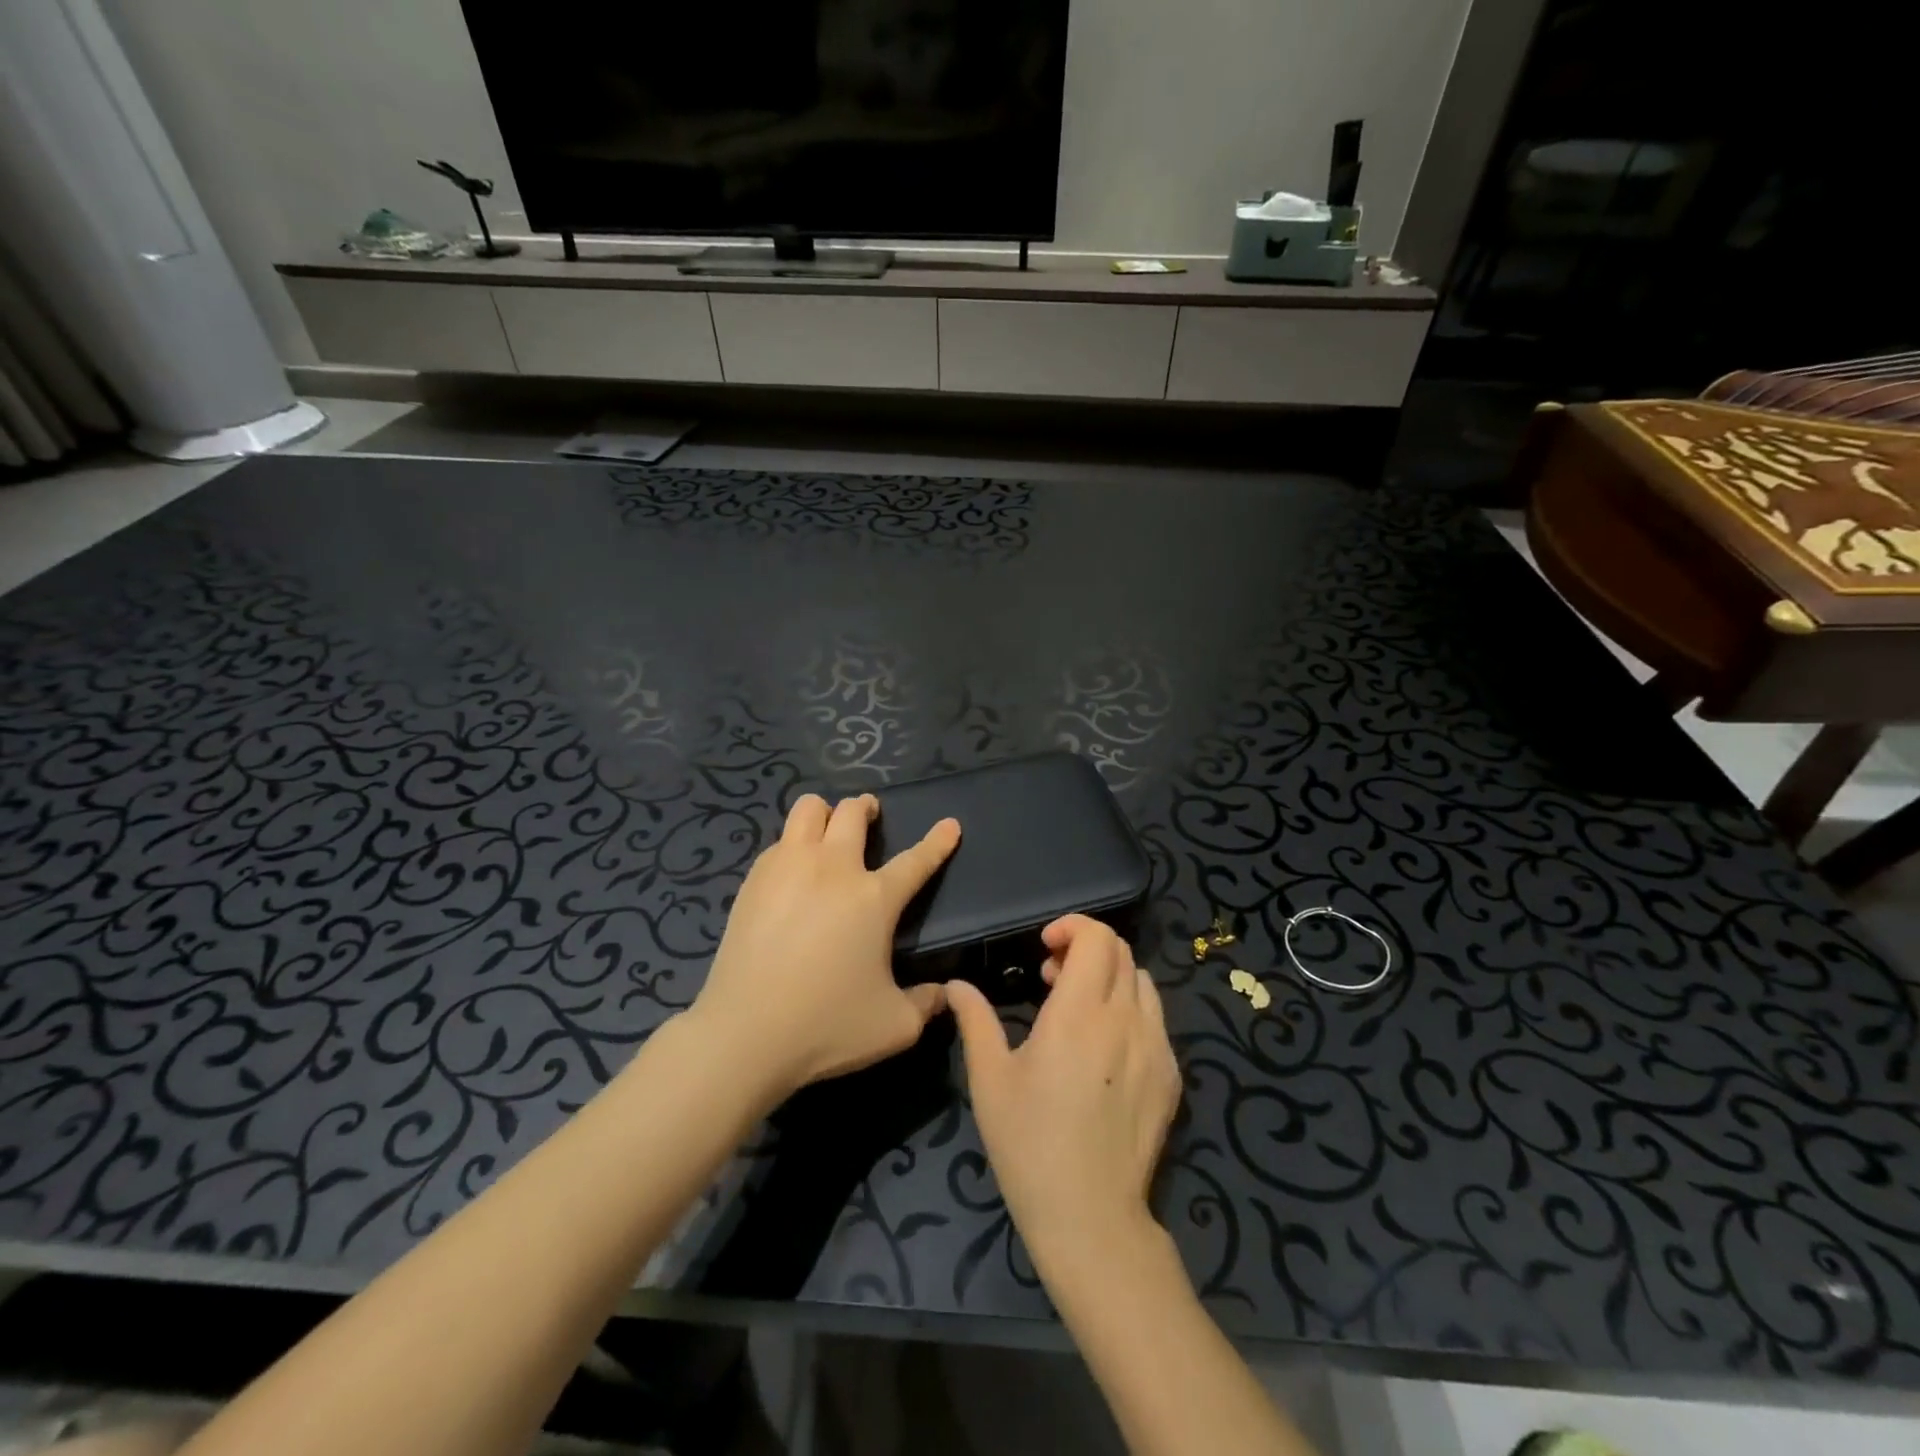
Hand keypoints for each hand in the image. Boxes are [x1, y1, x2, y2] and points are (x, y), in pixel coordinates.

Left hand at [689, 793, 959, 1102]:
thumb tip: (941, 994)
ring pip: (807, 809)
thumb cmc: (828, 1025)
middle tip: (870, 816)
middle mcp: (833, 869)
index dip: (937, 842)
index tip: (950, 825)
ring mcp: (788, 868)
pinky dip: (793, 844)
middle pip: (852, 812)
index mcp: (874, 898)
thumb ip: (925, 1004)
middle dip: (867, 807)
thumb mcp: (895, 1025)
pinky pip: (779, 841)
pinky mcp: (754, 881)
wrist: (746, 1032)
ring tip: (828, 831)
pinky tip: (792, 870)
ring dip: (824, 813)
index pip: (916, 860)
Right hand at [947, 915, 1181, 1265]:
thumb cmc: (1029, 1144)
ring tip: (1079, 1008)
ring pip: (1141, 980)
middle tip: (1052, 976)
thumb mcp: (990, 1079)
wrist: (1091, 1217)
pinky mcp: (1172, 1074)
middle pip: (1120, 950)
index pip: (1096, 938)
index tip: (1044, 946)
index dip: (1072, 926)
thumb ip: (975, 1020)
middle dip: (1085, 947)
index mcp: (1079, 1014)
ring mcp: (1156, 1046)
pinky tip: (1105, 1047)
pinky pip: (1155, 1018)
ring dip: (1109, 976)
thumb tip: (955, 985)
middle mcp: (1125, 1019)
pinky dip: (1130, 1008)